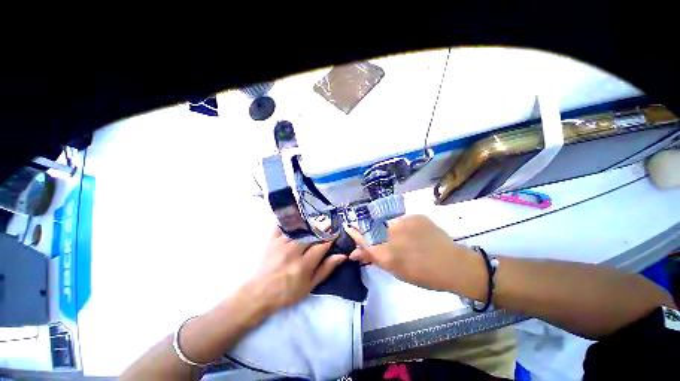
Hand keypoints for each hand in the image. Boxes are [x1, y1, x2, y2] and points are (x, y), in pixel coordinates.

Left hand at [246, 227, 346, 313]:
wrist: (260, 293)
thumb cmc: (288, 292)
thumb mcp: (310, 285)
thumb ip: (326, 269)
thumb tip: (342, 256)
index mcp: (304, 265)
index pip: (322, 246)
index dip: (331, 237)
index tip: (337, 231)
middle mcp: (293, 252)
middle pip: (312, 235)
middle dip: (323, 228)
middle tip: (330, 222)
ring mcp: (281, 244)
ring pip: (300, 229)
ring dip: (310, 224)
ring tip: (317, 219)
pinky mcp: (272, 241)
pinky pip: (282, 226)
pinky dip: (290, 221)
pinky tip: (297, 218)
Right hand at [346, 215, 484, 292]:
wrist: (452, 265)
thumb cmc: (422, 274)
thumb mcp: (395, 270)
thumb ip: (372, 258)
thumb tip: (353, 253)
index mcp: (384, 252)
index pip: (362, 238)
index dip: (355, 232)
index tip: (349, 226)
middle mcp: (390, 234)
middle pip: (372, 227)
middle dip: (371, 229)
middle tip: (382, 236)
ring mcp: (403, 222)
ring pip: (388, 222)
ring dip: (391, 228)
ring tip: (406, 239)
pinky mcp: (414, 215)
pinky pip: (402, 219)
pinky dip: (405, 225)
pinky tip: (415, 234)